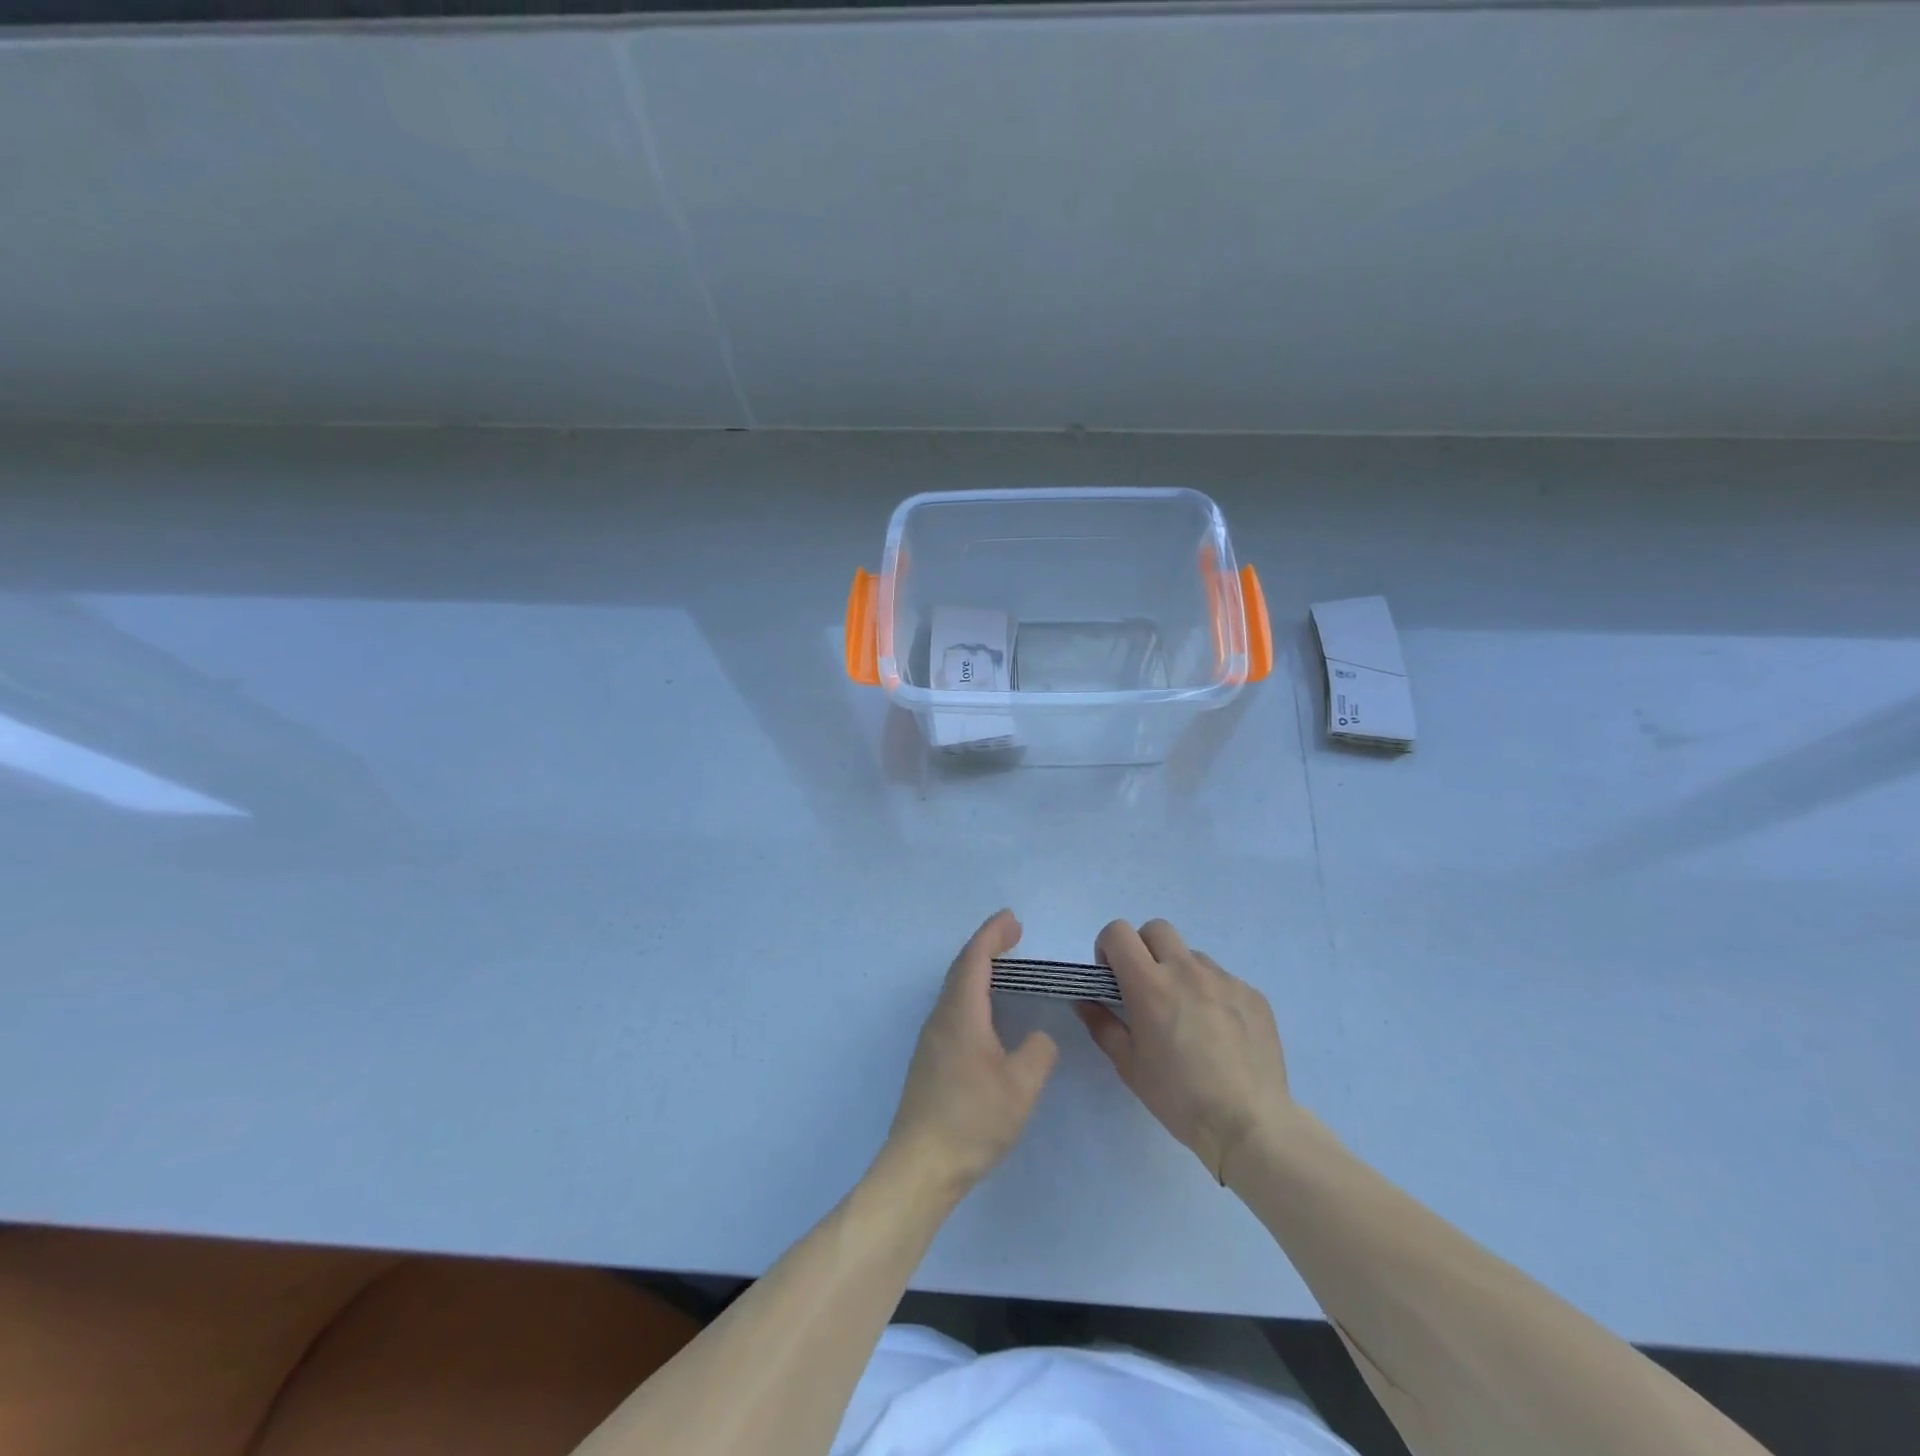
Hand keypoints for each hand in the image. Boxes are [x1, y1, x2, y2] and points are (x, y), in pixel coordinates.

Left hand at [885, 910, 1058, 1197]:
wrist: (920, 1166)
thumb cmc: (972, 1121)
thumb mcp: (1020, 1087)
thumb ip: (1037, 1052)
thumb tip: (1037, 1037)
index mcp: (960, 1014)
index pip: (974, 959)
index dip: (992, 935)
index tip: (1012, 919)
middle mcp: (941, 1018)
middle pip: (961, 968)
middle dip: (986, 946)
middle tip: (1013, 934)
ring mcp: (931, 1040)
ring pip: (954, 989)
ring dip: (977, 969)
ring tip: (1003, 965)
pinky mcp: (930, 1060)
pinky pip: (952, 1008)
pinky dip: (972, 992)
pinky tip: (986, 1011)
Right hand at [1076, 918, 1291, 1183]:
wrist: (1249, 1123)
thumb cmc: (1178, 1097)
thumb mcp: (1128, 1065)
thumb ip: (1101, 1025)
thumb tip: (1085, 1001)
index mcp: (1149, 984)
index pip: (1118, 932)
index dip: (1109, 949)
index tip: (1113, 979)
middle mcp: (1186, 970)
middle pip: (1156, 929)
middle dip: (1144, 949)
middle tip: (1147, 989)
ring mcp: (1224, 979)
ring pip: (1192, 956)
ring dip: (1181, 973)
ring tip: (1189, 1017)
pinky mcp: (1253, 994)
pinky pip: (1224, 980)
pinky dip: (1213, 995)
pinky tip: (1220, 1034)